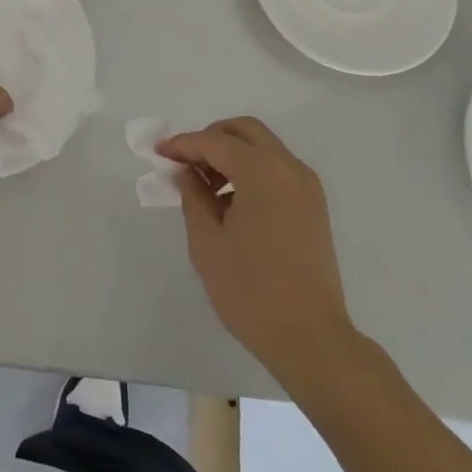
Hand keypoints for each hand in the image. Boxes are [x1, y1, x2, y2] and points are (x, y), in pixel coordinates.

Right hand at [158, 117, 361, 388]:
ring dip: (231, 154)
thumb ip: (193, 197)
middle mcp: (289, 168)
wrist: (311, 340)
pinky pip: (277, 169)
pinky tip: (231, 202)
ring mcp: (306, 186)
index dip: (183, 144)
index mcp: (262, 172)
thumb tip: (187, 173)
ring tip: (204, 187)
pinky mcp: (313, 205)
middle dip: (211, 138)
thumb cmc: (251, 292)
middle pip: (245, 131)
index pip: (214, 142)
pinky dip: (251, 170)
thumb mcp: (207, 243)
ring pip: (263, 148)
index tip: (158, 152)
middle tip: (184, 162)